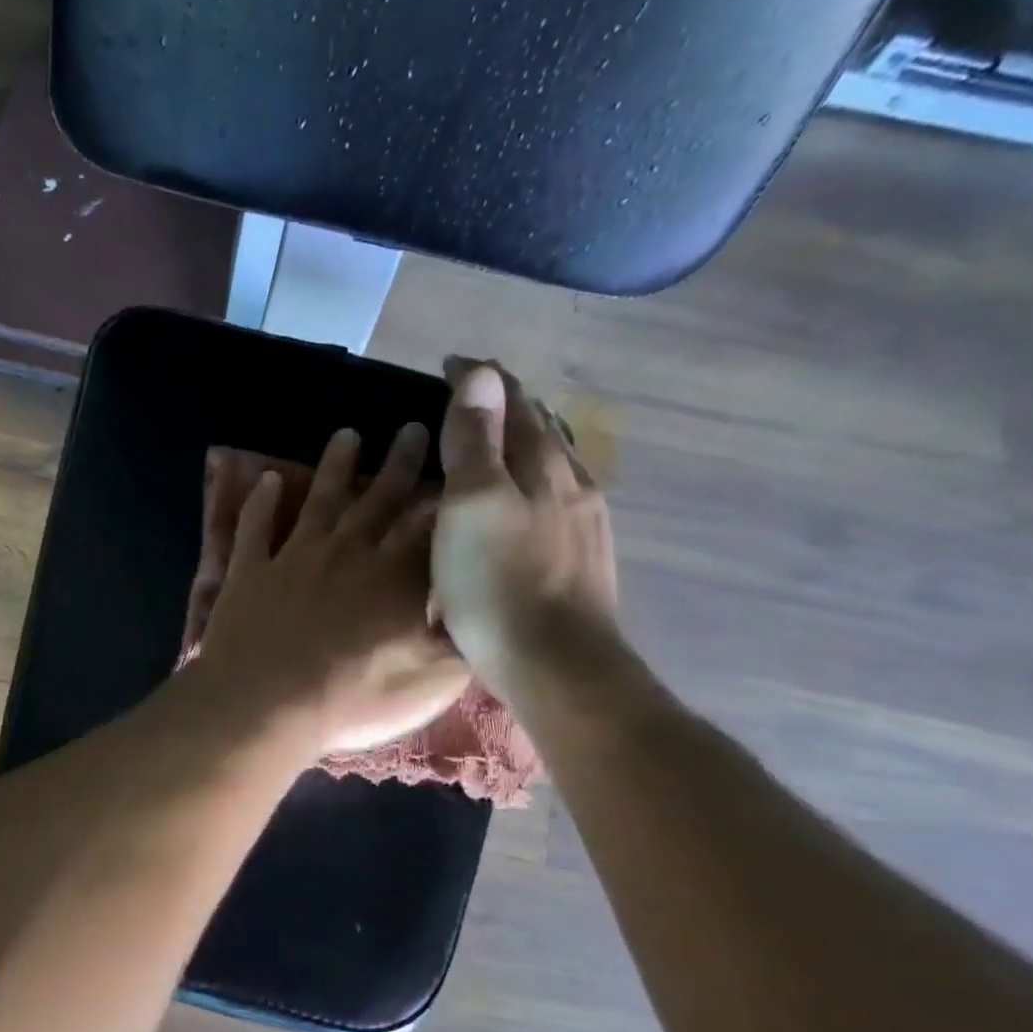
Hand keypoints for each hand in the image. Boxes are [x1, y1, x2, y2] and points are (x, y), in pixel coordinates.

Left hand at [194, 424, 468, 756]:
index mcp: (395, 577)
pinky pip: (255, 527)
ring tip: (347, 435)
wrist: (265, 705)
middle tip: (413, 428)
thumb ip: (458, 640)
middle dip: (400, 462)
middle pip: (379, 499)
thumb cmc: (353, 700)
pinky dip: (260, 501)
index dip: (445, 494)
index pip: (429, 525)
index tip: (458, 462)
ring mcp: (295, 557)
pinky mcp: (250, 571)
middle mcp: (348, 553)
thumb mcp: (429, 682)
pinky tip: (265, 479)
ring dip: (334, 466)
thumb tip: (481, 609)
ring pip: (320, 499)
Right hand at [431, 362, 618, 708]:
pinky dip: (534, 481)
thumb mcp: (472, 504)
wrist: (556, 666)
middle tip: (469, 397)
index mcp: (543, 464)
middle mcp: (573, 483)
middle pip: (541, 427)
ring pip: (555, 463)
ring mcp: (584, 523)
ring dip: (526, 441)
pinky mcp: (583, 558)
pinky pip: (558, 498)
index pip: (514, 401)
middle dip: (507, 404)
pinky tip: (527, 501)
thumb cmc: (498, 583)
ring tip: (498, 440)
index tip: (448, 365)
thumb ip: (475, 439)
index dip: (481, 379)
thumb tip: (481, 372)